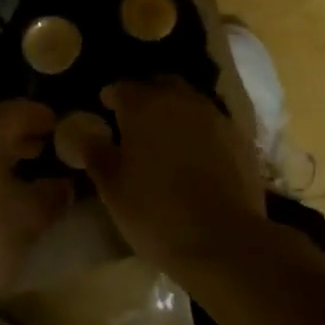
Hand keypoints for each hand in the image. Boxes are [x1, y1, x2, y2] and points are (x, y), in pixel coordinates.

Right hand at [82, 79, 268, 276]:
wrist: (223, 239)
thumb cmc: (155, 212)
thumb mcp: (112, 187)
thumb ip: (96, 153)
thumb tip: (84, 133)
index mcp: (144, 106)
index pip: (122, 87)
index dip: (111, 97)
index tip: (104, 110)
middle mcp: (181, 100)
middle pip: (160, 85)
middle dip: (147, 95)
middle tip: (135, 119)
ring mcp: (215, 117)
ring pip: (190, 101)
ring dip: (175, 111)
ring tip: (165, 137)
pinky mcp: (240, 138)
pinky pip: (212, 122)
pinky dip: (199, 130)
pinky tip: (195, 153)